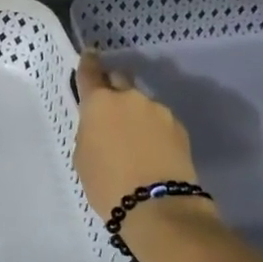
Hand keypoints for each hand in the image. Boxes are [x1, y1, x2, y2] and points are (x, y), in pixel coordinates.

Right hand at [74, 50, 207, 223]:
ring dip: (136, 114)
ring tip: (133, 140)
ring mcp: (159, 111)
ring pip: (142, 104)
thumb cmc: (107, 183)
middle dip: (114, 87)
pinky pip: (159, 122)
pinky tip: (150, 151)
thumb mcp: (83, 155)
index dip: (88, 62)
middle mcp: (130, 98)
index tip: (90, 54)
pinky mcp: (179, 128)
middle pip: (120, 80)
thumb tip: (102, 124)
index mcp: (100, 102)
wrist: (157, 206)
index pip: (91, 72)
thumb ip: (90, 129)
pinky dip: (153, 130)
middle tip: (109, 106)